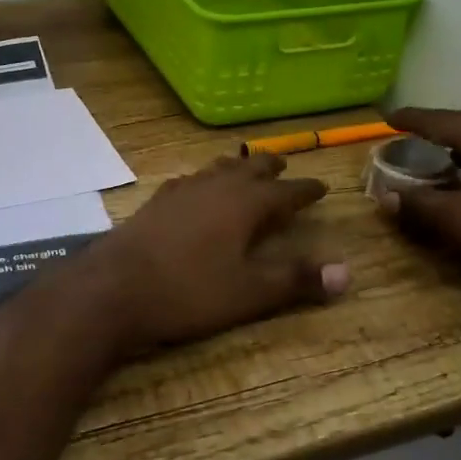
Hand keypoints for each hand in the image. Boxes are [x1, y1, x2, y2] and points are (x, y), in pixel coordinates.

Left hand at [72, 153, 348, 355]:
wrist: (114, 288)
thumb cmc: (189, 292)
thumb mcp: (249, 293)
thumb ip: (296, 280)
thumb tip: (347, 273)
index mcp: (244, 204)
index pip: (285, 192)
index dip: (305, 191)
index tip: (321, 187)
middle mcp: (215, 187)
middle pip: (249, 169)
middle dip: (270, 168)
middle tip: (284, 167)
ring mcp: (181, 191)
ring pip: (217, 169)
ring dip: (236, 168)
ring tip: (244, 168)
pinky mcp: (156, 202)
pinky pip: (190, 180)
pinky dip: (205, 179)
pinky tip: (196, 188)